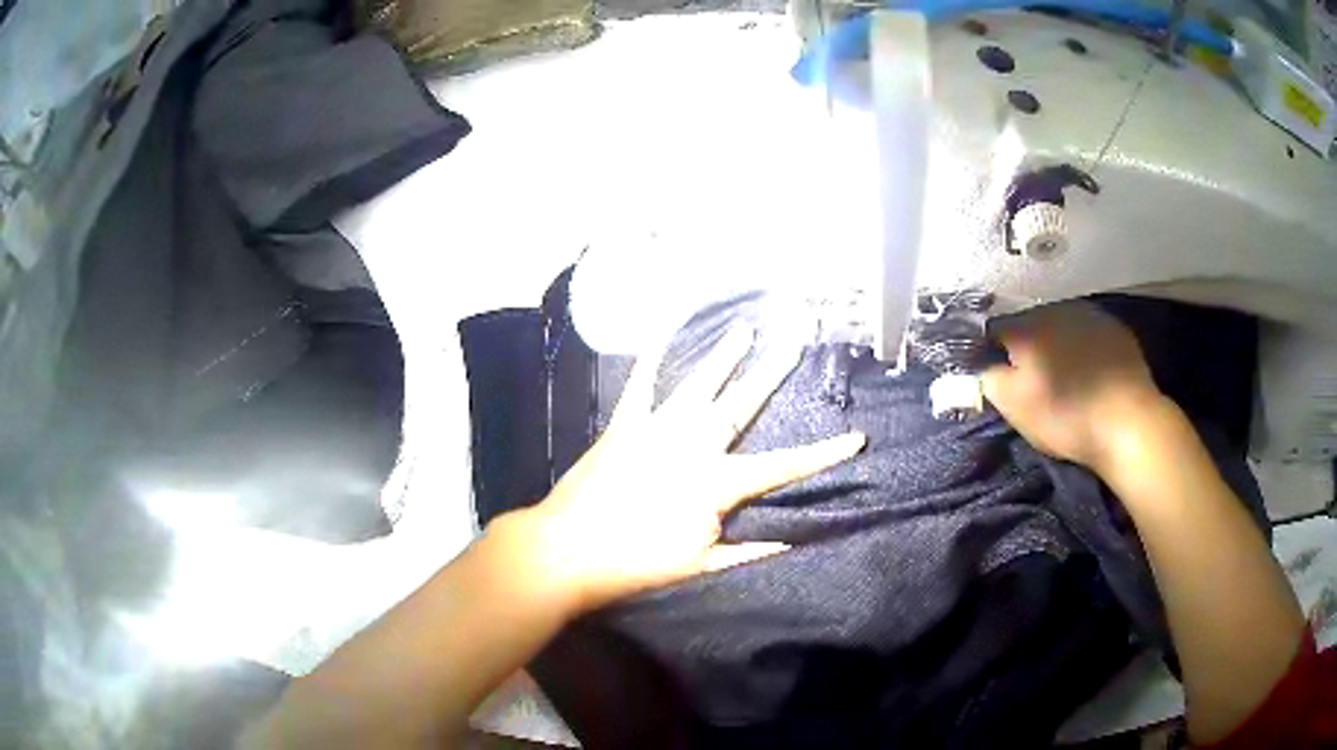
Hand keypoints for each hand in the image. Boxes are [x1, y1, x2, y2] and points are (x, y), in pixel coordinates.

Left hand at [491, 328, 865, 612]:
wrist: (568, 551)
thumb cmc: (638, 564)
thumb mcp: (703, 566)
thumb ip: (751, 551)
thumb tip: (794, 543)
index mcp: (717, 482)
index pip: (784, 467)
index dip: (823, 454)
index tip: (857, 437)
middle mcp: (692, 445)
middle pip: (741, 405)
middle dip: (773, 372)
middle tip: (796, 338)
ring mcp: (655, 429)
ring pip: (697, 384)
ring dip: (723, 355)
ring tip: (744, 328)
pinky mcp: (624, 425)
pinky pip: (640, 384)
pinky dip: (652, 357)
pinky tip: (663, 333)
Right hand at [981, 301, 1166, 472]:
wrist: (1128, 423)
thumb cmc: (1065, 415)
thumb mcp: (1014, 406)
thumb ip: (988, 378)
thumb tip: (982, 364)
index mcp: (1026, 326)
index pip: (993, 328)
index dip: (989, 351)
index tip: (996, 373)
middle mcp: (1055, 308)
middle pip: (1029, 324)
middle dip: (1026, 346)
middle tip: (1032, 379)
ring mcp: (1089, 314)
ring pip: (1061, 325)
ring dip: (1056, 344)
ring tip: (1064, 374)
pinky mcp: (1115, 328)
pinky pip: (1088, 333)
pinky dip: (1083, 347)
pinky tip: (1090, 371)